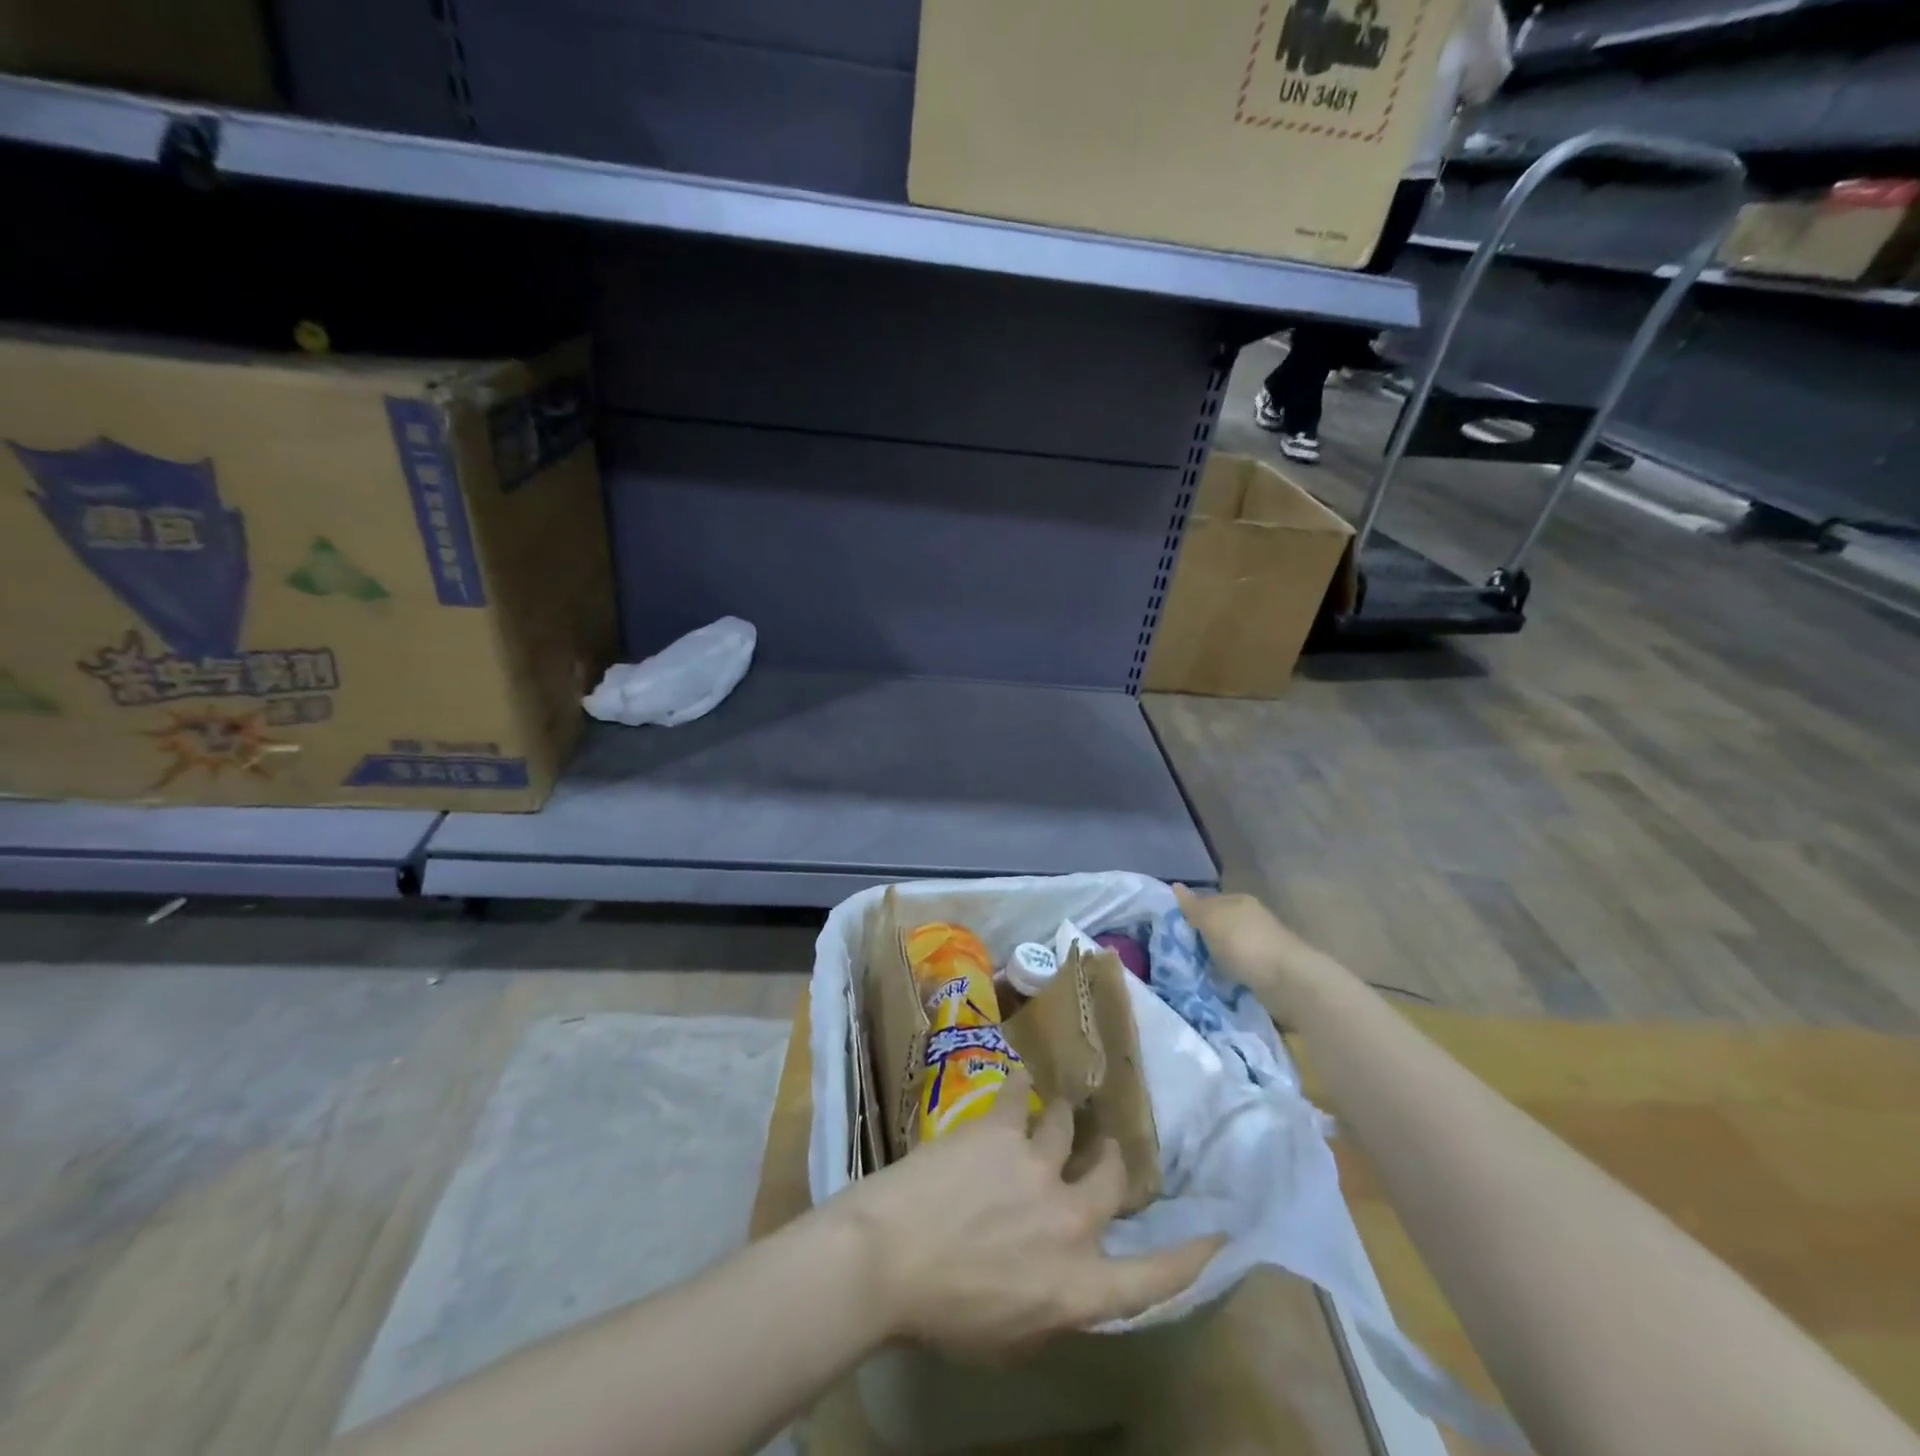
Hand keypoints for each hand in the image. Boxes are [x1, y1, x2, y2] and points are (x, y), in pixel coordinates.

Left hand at [836, 1073, 1219, 1358]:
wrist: (888, 1258)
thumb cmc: (944, 1315)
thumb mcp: (1012, 1339)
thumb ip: (1055, 1305)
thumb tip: (1073, 1280)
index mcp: (1077, 1286)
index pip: (1153, 1279)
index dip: (1190, 1256)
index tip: (1218, 1234)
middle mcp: (1070, 1221)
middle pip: (1113, 1178)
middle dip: (1113, 1160)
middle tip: (1108, 1147)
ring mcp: (1038, 1166)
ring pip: (1068, 1126)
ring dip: (1065, 1118)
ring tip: (1061, 1106)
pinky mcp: (1002, 1129)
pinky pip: (1019, 1094)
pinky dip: (1020, 1087)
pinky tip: (1019, 1079)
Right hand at [1173, 884, 1328, 1022]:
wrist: (1287, 981)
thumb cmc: (1244, 943)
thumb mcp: (1211, 920)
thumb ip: (1193, 906)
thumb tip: (1175, 886)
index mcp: (1239, 900)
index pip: (1207, 901)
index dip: (1189, 913)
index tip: (1171, 930)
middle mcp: (1252, 918)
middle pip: (1219, 924)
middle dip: (1201, 936)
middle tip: (1178, 952)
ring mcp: (1262, 943)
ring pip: (1228, 947)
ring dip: (1214, 957)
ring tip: (1194, 970)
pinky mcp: (1268, 968)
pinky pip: (1239, 967)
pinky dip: (1228, 973)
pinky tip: (1216, 982)